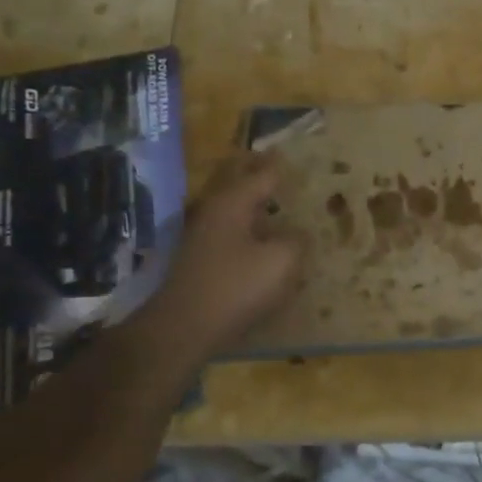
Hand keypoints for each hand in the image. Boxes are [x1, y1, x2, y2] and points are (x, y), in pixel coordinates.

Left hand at [156, 152, 303, 359]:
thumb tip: (298, 233)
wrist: (183, 328)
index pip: (264, 173)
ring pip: (236, 210)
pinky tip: (265, 243)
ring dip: (257, 206)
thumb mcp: (282, 261)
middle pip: (242, 185)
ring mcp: (203, 236)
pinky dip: (249, 230)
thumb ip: (297, 240)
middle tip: (287, 173)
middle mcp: (214, 211)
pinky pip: (231, 233)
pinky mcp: (200, 260)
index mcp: (233, 202)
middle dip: (263, 177)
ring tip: (282, 207)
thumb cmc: (235, 287)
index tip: (298, 154)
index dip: (283, 164)